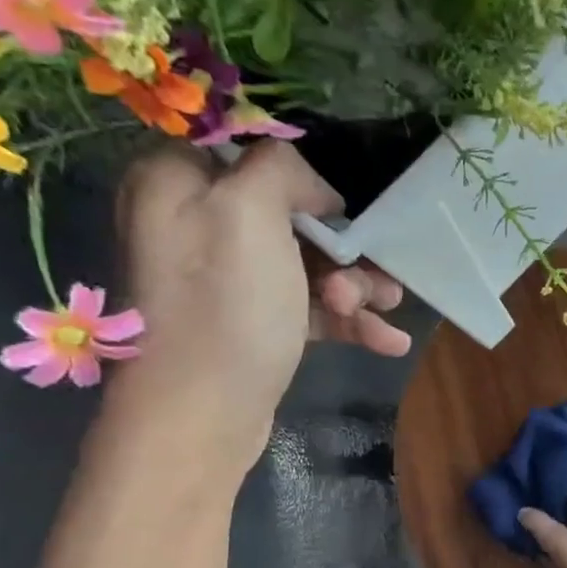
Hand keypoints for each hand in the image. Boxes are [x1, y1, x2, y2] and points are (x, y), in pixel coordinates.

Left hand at [107, 142, 410, 478]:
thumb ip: (279, 169)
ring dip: (356, 287)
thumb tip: (310, 185)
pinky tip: (389, 342)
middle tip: (372, 277)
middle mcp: (196, 225)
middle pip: (290, 216)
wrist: (202, 416)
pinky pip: (307, 307)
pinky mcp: (252, 324)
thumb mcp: (250, 213)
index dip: (301, 175)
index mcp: (177, 183)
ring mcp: (226, 281)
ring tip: (384, 312)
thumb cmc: (225, 307)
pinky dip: (348, 321)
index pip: (248, 151)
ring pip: (307, 265)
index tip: (339, 207)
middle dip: (344, 248)